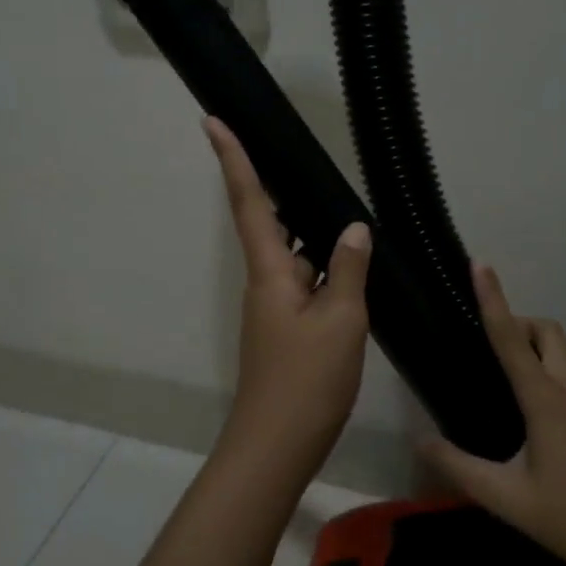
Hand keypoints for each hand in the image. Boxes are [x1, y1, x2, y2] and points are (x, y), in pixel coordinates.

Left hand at [204, 118, 371, 480]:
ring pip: (292, 256)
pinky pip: (304, 283)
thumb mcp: (341, 320)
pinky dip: (323, 268)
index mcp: (269, 271)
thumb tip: (354, 228)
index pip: (249, 202)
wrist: (277, 445)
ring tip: (341, 206)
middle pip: (268, 223)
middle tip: (296, 157)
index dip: (232, 160)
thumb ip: (349, 269)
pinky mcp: (286, 330)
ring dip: (310, 233)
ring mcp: (274, 308)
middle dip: (277, 189)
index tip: (211, 120)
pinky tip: (351, 266)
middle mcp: (265, 282)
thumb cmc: (307, 379)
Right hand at [418, 263, 565, 565]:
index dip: (492, 299)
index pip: (509, 338)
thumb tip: (418, 441)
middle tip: (501, 353)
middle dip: (521, 328)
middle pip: (547, 330)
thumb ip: (458, 467)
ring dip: (552, 343)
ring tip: (535, 368)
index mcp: (544, 400)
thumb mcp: (506, 498)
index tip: (480, 265)